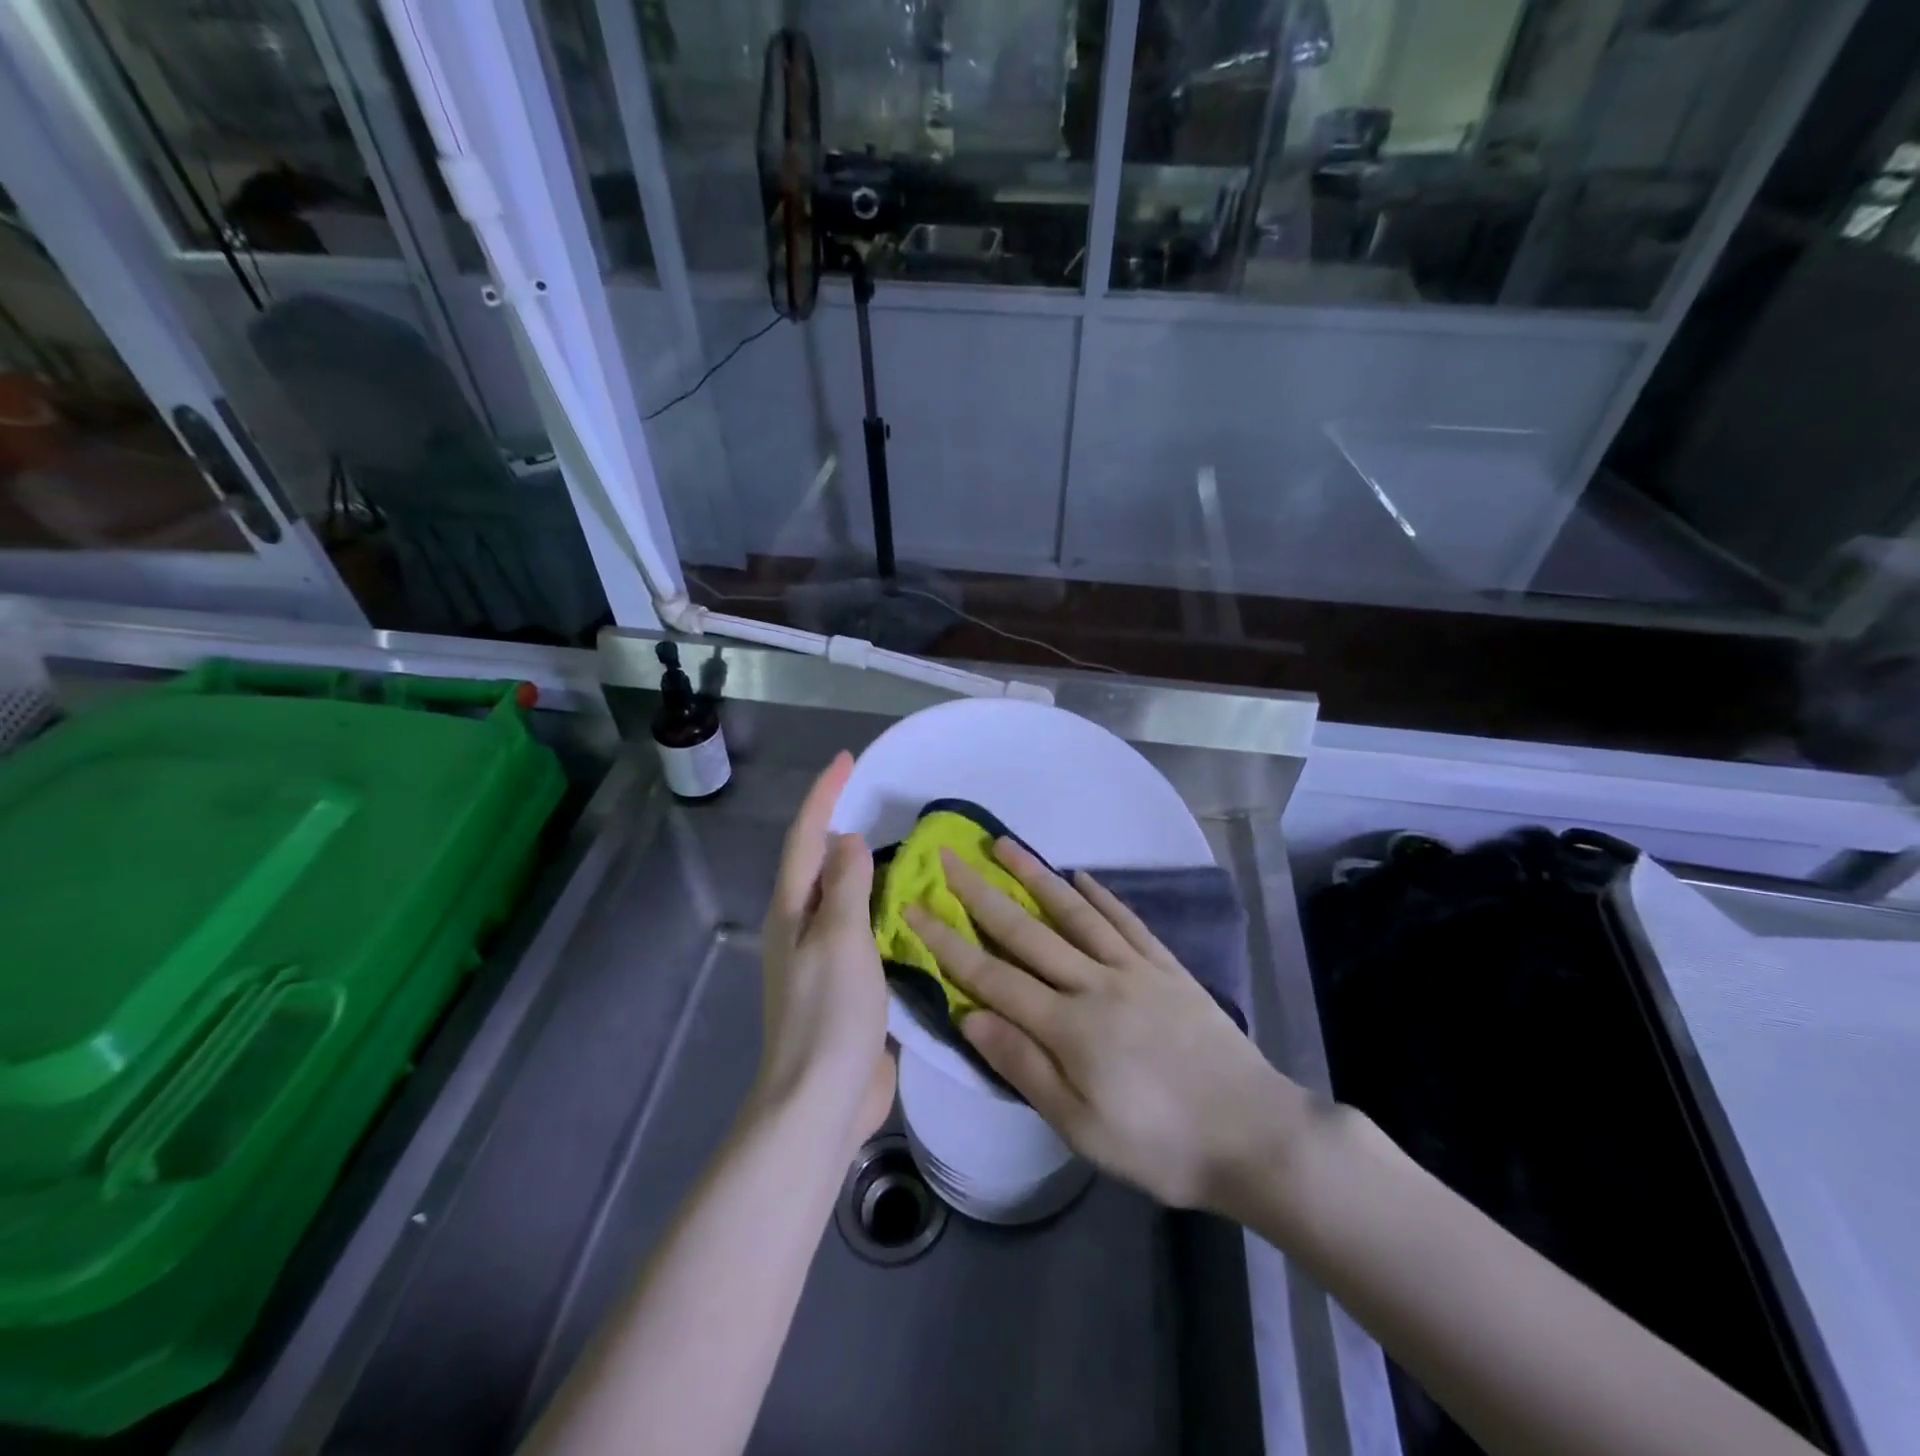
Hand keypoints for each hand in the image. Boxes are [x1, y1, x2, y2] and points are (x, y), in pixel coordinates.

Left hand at [758, 752, 895, 1142]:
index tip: (847, 760)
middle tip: (880, 802)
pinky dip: (882, 911)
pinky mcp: (846, 987)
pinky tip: (910, 911)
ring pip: (843, 899)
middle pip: (819, 865)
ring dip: (865, 871)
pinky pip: (863, 933)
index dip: (825, 795)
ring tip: (903, 851)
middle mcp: (801, 929)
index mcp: (792, 912)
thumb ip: (845, 886)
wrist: (820, 1103)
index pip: (806, 838)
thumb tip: (847, 841)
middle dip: (841, 828)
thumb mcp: (839, 939)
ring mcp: (822, 961)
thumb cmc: (828, 1014)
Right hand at [904, 838, 1307, 1210]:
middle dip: (981, 893)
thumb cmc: (1160, 1144)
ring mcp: (1134, 968)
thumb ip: (1024, 1066)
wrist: (1254, 1133)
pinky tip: (1080, 876)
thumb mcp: (1081, 1127)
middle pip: (1027, 930)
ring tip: (1004, 844)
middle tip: (949, 858)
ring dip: (1035, 875)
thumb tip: (970, 1016)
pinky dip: (1100, 895)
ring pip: (1074, 912)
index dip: (948, 942)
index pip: (991, 976)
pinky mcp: (1167, 967)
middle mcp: (1095, 982)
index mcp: (1067, 1025)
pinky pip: (1126, 922)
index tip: (915, 908)